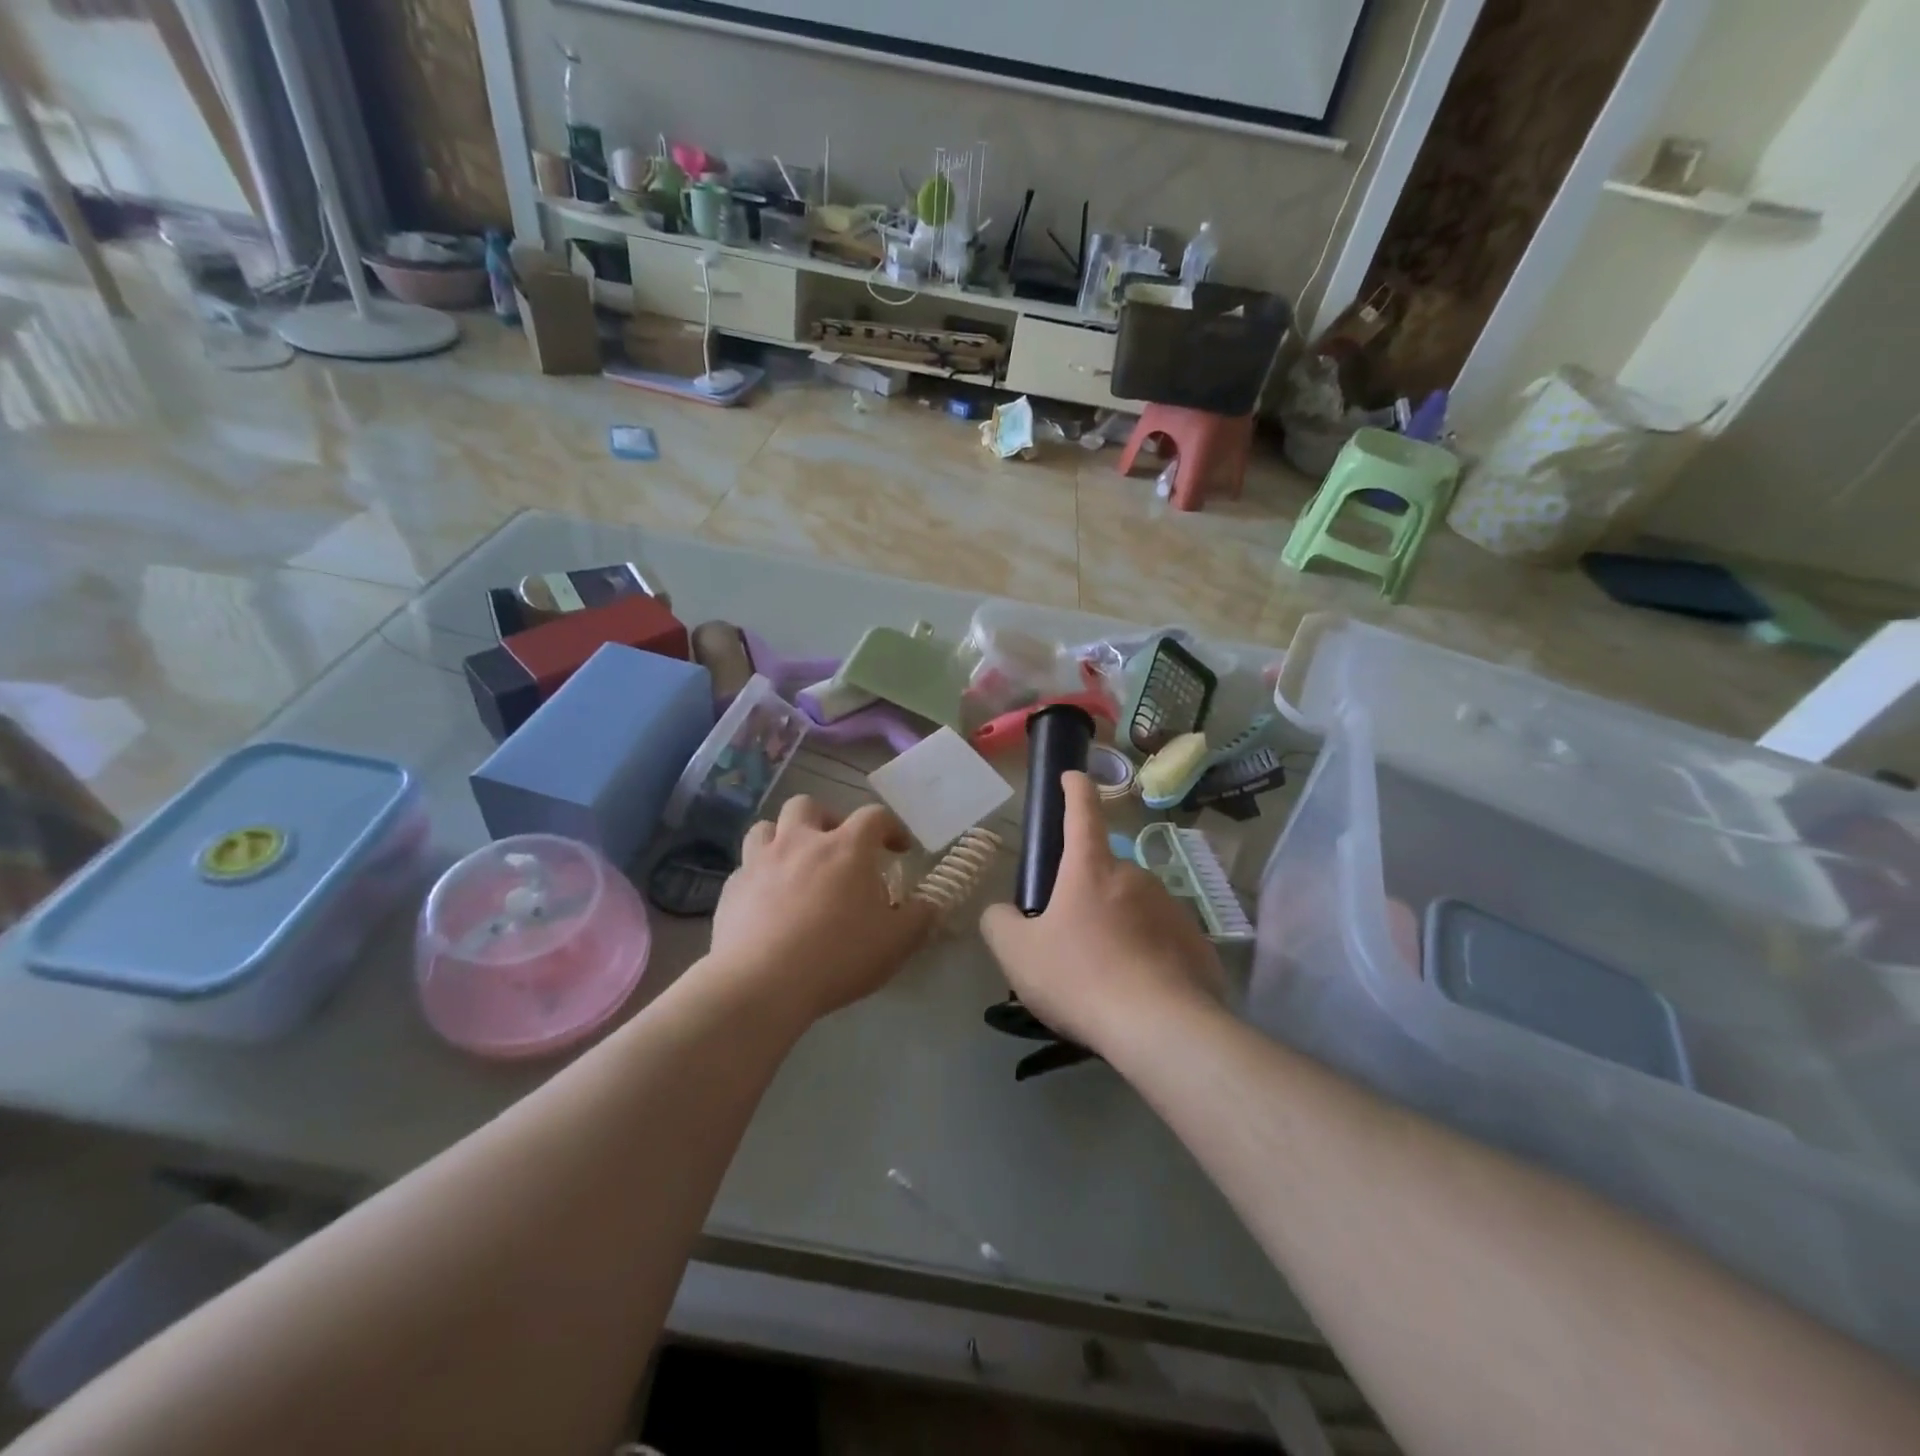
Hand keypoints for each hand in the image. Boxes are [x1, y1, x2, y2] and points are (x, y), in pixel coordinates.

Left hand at [709, 796, 935, 1021]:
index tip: (900, 849)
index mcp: (846, 847)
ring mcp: (760, 861)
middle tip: (838, 848)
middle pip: (809, 805)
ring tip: (796, 865)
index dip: (891, 828)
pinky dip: (760, 875)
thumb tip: (929, 905)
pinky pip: (745, 867)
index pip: (875, 816)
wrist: (761, 984)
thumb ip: (919, 918)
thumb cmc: (838, 957)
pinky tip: (767, 901)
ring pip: (767, 827)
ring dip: (784, 838)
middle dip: (827, 819)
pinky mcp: (732, 888)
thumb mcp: (896, 943)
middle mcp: (801, 841)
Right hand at [980, 772, 1225, 1054]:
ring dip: (1118, 925)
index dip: (1074, 788)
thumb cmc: (1080, 977)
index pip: (1082, 811)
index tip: (1072, 776)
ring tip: (1104, 974)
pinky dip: (1147, 953)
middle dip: (1087, 893)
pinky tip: (1137, 989)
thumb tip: (1003, 912)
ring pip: (1134, 907)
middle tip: (1071, 938)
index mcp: (1091, 868)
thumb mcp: (1017, 954)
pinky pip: (1161, 938)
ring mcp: (1171, 907)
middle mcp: (1135, 876)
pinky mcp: (1196, 941)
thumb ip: (999, 923)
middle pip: (1104, 872)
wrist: (1160, 1028)